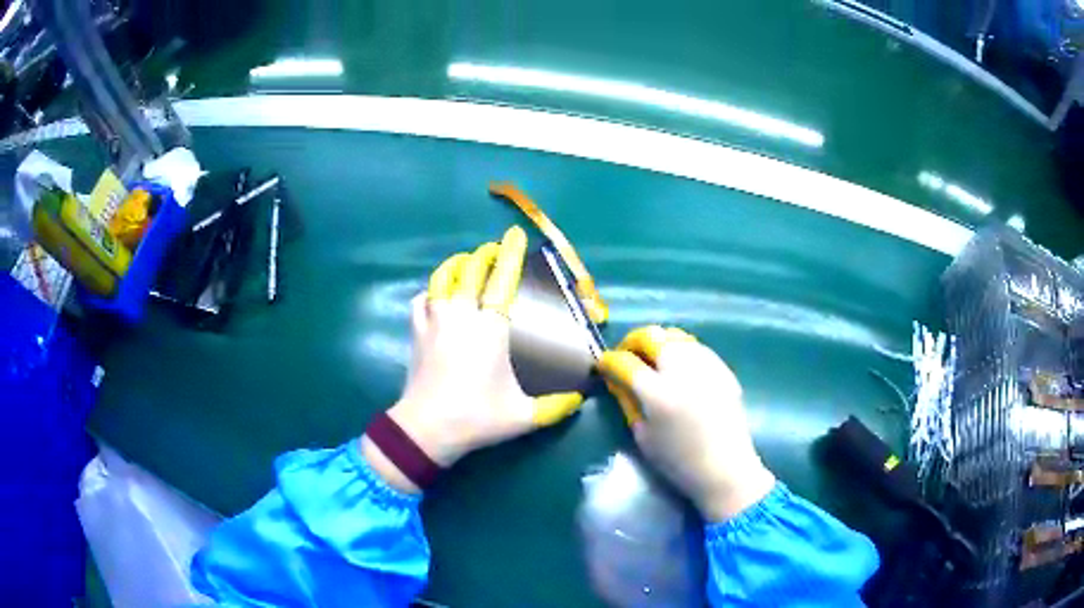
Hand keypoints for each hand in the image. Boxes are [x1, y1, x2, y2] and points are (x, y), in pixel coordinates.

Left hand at [362, 226, 582, 492]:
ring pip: (442, 278)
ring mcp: (434, 321)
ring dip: (457, 264)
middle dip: (484, 255)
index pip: (502, 280)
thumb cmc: (477, 417)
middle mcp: (461, 315)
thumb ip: (556, 406)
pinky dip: (432, 290)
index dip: (510, 255)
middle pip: (470, 270)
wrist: (427, 429)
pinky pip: (422, 299)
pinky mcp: (415, 332)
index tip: (515, 235)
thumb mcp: (524, 416)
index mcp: (490, 328)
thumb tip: (581, 398)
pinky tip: (438, 295)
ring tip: (467, 262)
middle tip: (494, 250)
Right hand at [597, 326, 774, 521]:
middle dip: (632, 341)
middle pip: (651, 336)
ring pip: (674, 335)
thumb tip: (615, 379)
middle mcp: (682, 371)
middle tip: (626, 354)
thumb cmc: (678, 461)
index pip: (625, 362)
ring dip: (656, 342)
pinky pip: (694, 346)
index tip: (603, 365)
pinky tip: (677, 366)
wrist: (726, 468)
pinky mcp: (722, 367)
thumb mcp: (643, 436)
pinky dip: (679, 349)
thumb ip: (627, 402)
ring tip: (650, 357)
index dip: (609, 361)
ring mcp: (706, 365)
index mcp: (659, 394)